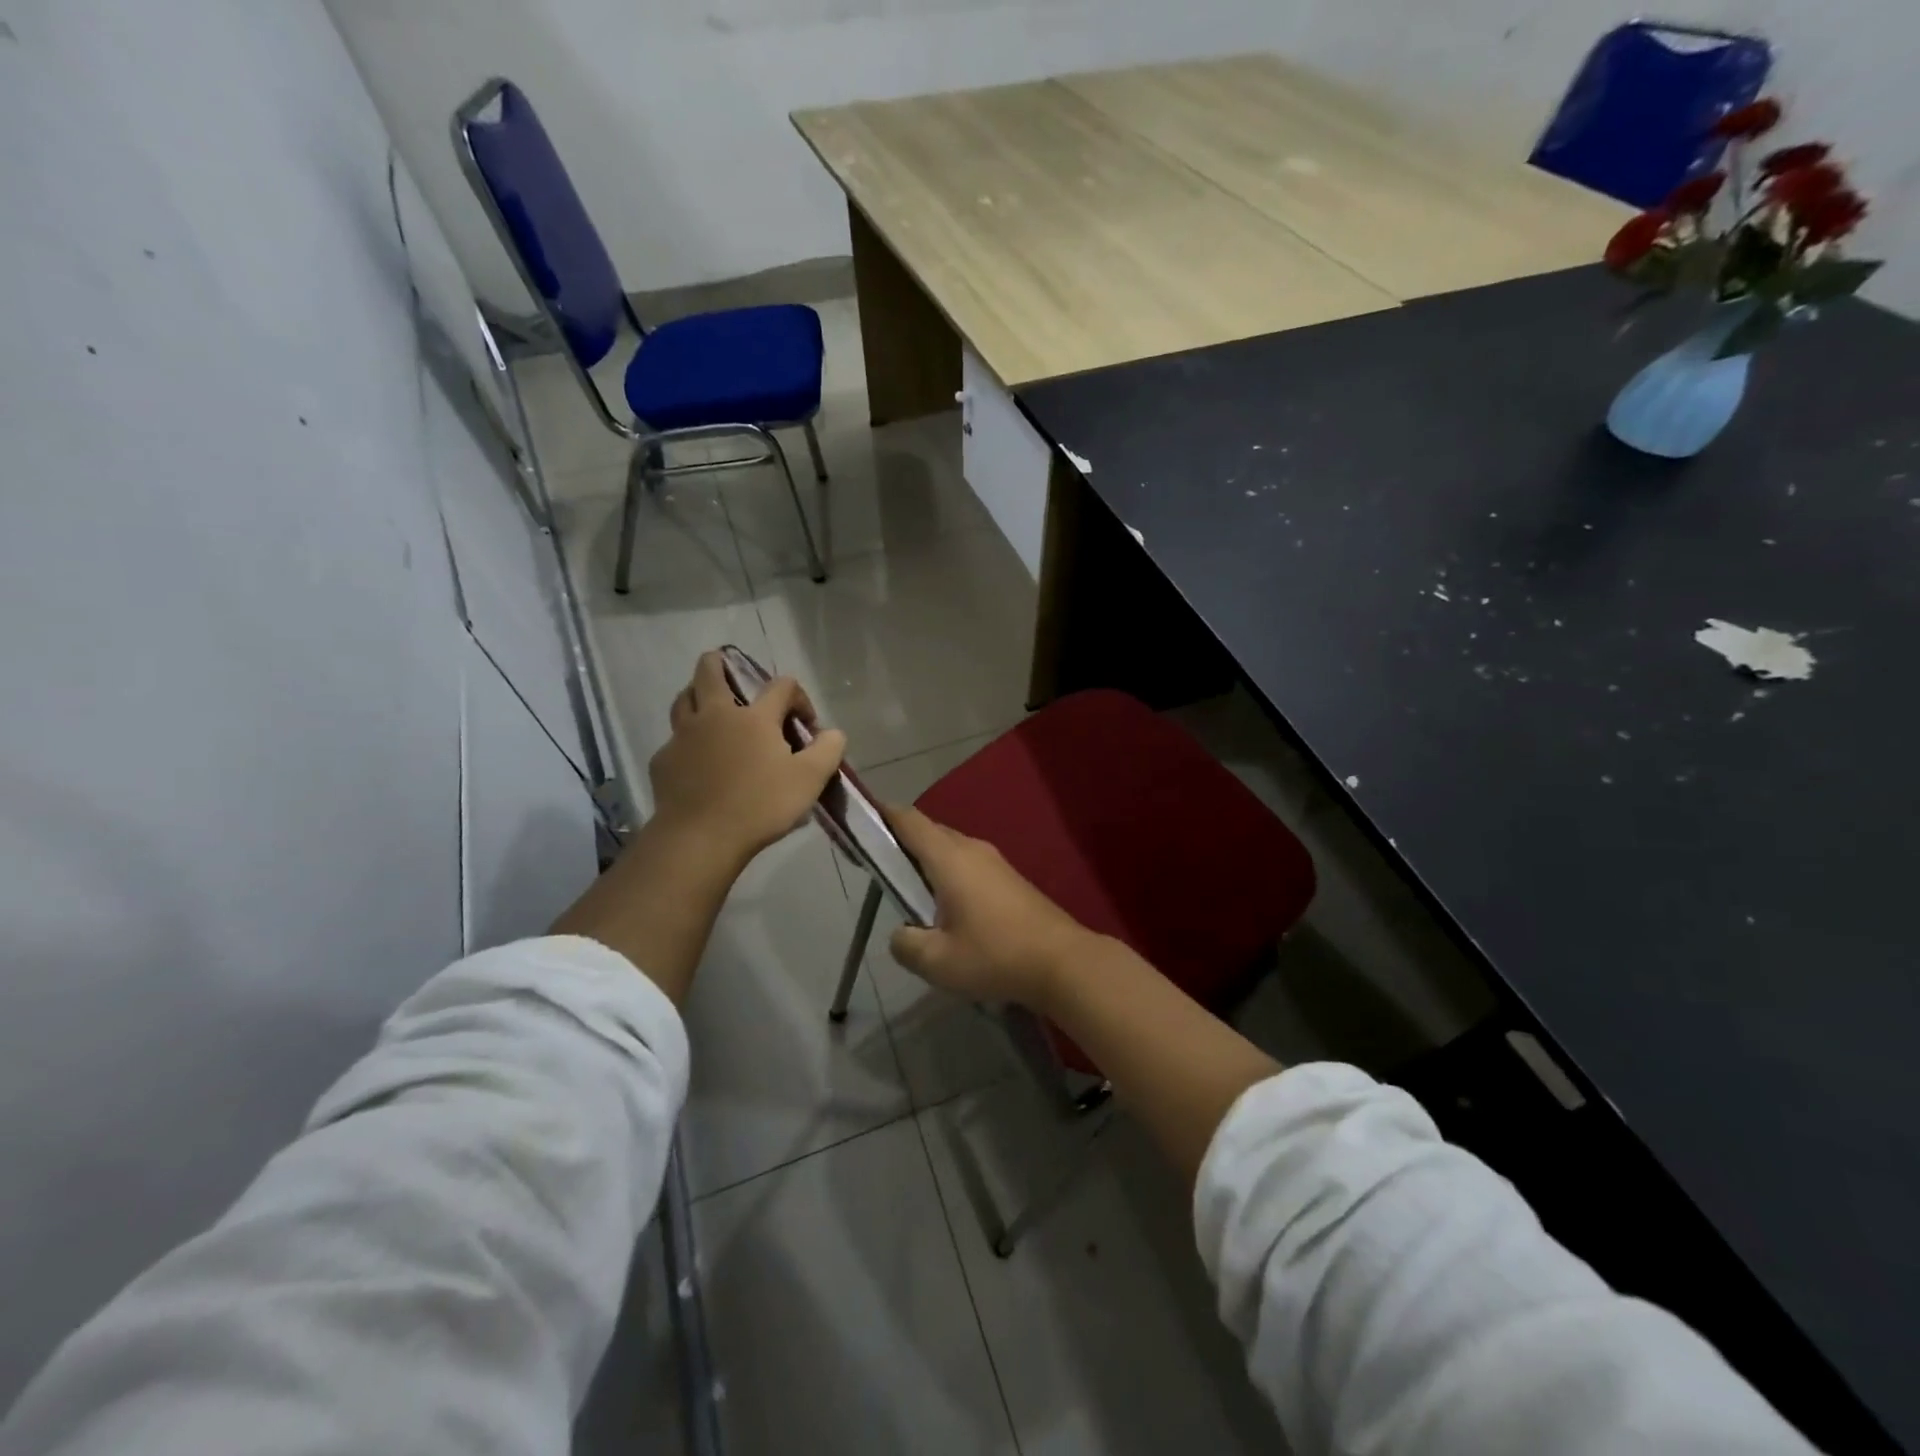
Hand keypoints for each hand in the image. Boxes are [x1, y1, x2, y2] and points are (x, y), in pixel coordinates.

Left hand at [648, 651, 846, 871]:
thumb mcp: (810, 780)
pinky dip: (686, 741)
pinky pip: (674, 740)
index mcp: (754, 717)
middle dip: (720, 664)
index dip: (798, 697)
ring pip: (683, 700)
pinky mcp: (663, 761)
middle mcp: (715, 716)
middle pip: (710, 671)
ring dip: (697, 695)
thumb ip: (828, 750)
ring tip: (709, 708)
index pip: (781, 685)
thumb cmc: (760, 806)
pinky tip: (696, 760)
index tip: (805, 725)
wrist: (700, 839)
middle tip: (729, 670)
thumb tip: (833, 733)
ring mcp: (683, 737)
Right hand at [885, 804, 1099, 1011]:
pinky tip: (945, 906)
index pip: (909, 821)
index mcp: (949, 858)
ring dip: (927, 860)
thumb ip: (906, 943)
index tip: (860, 819)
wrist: (1062, 962)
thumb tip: (901, 933)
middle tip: (877, 865)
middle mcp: (972, 849)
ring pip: (950, 848)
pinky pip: (968, 864)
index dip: (882, 814)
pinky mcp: (1009, 879)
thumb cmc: (995, 956)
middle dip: (901, 841)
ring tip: (908, 890)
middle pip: (929, 832)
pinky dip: (948, 873)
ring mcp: (995, 862)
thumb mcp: (937, 961)